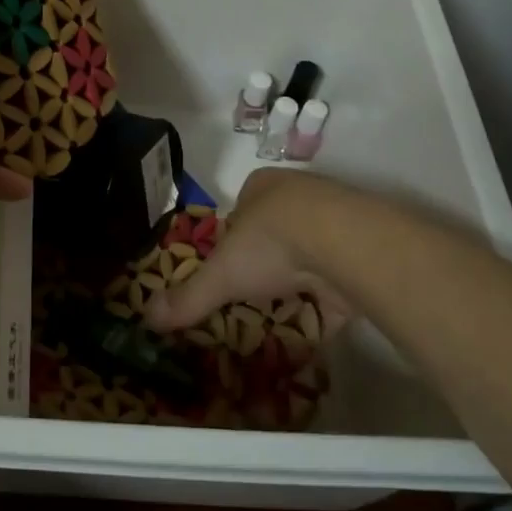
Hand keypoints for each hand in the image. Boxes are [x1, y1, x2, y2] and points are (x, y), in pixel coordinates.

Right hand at [143, 169, 357, 337]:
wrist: (346, 244)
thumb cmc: (272, 242)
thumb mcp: (221, 273)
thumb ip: (189, 296)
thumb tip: (147, 318)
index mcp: (262, 187)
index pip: (240, 212)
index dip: (232, 240)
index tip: (228, 270)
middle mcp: (299, 196)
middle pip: (276, 231)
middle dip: (267, 261)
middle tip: (256, 293)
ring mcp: (336, 221)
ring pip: (310, 252)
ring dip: (301, 279)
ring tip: (285, 310)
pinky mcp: (364, 251)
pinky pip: (341, 278)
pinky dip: (330, 302)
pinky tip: (319, 324)